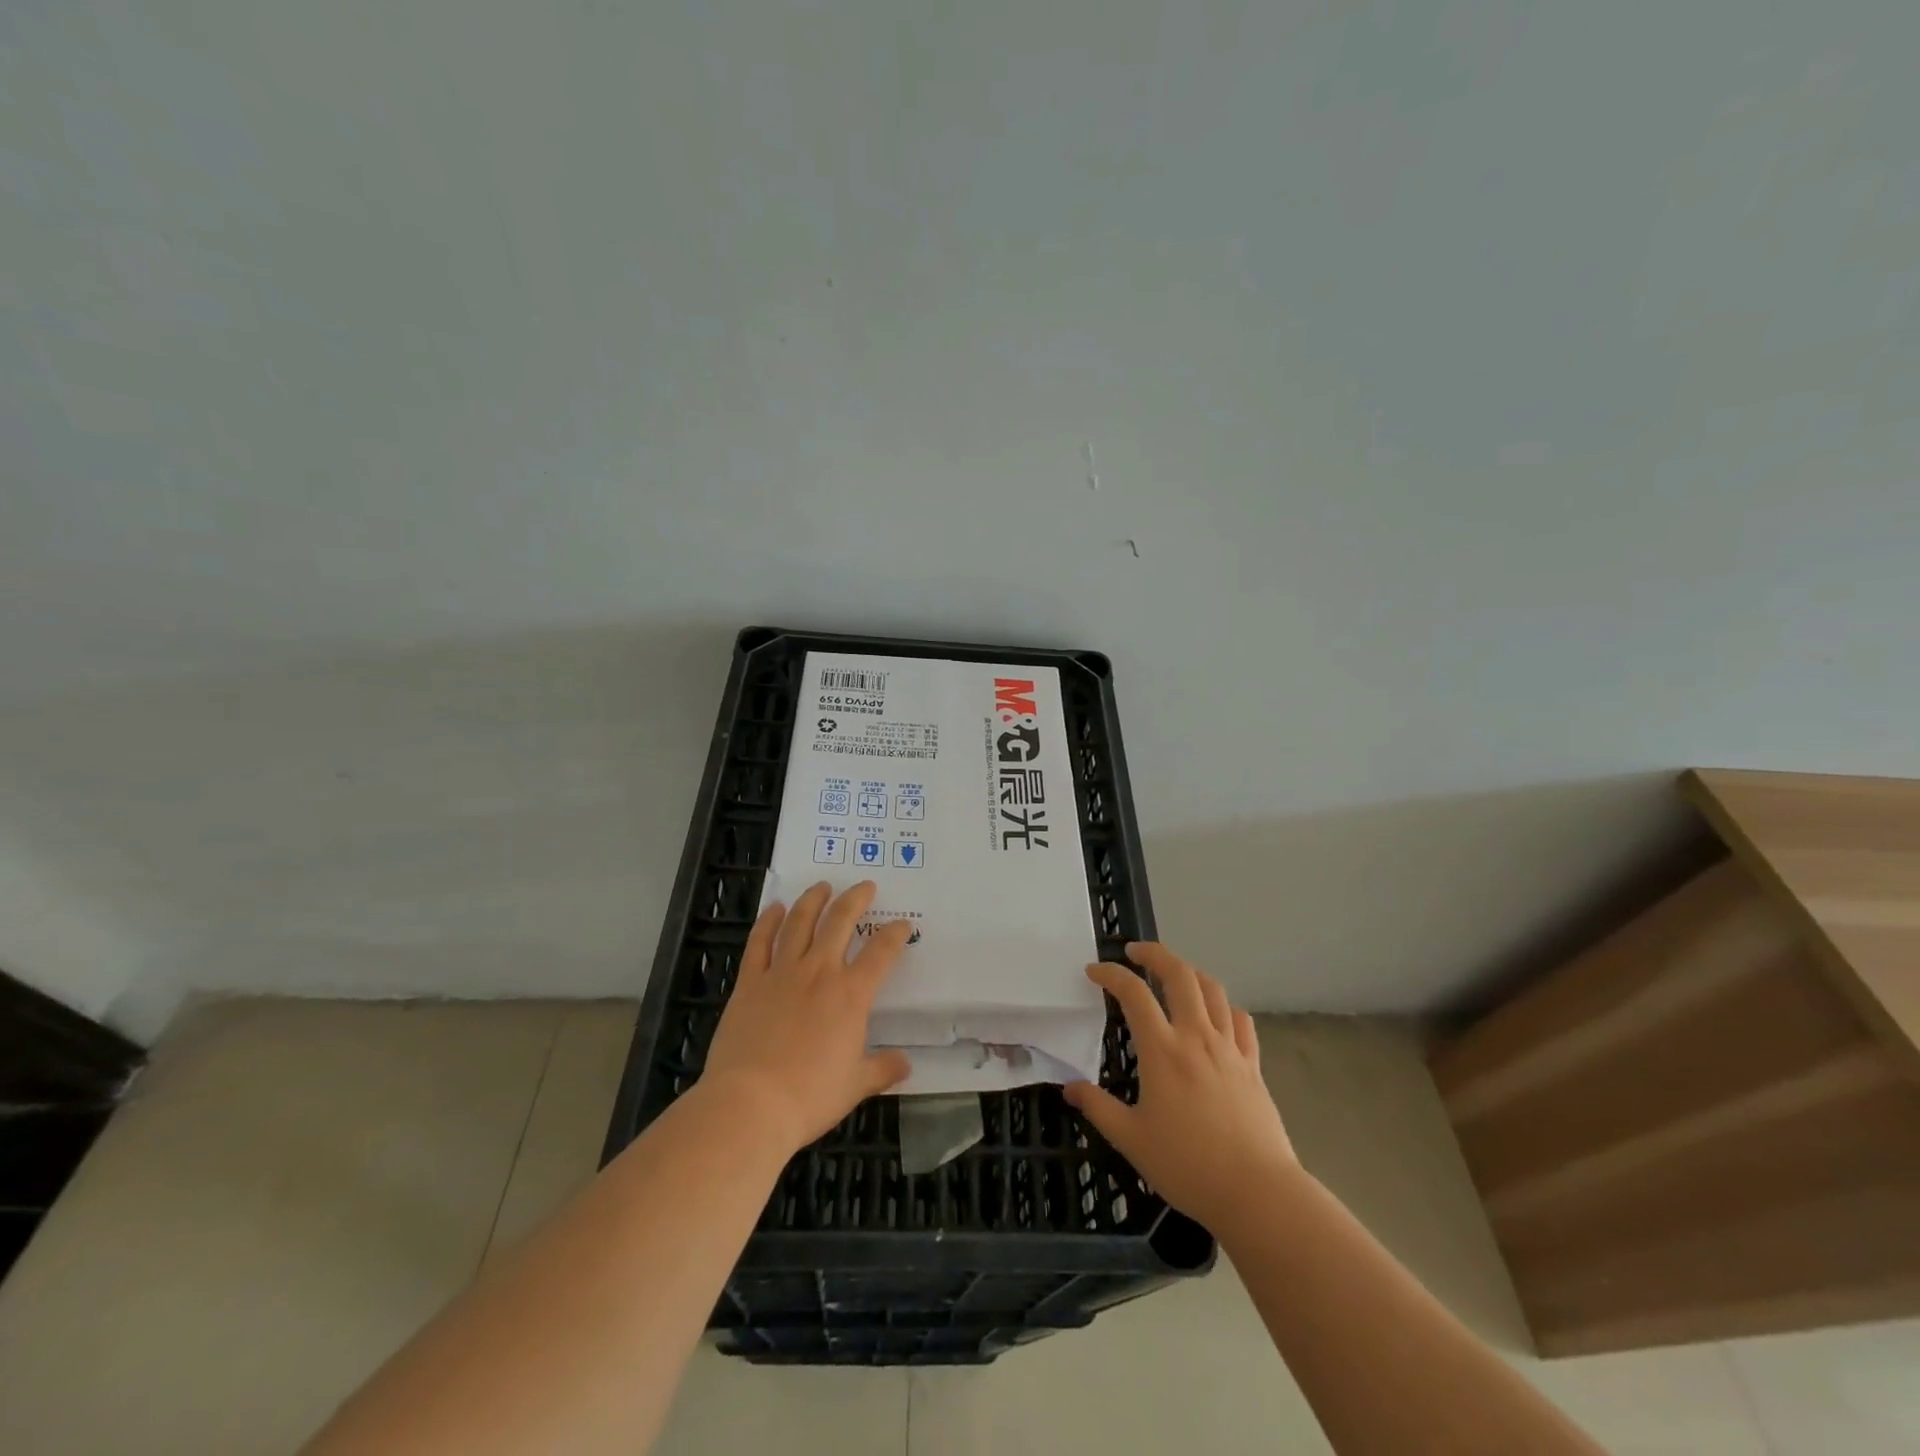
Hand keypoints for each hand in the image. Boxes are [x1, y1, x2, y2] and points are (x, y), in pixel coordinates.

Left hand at [700, 880, 912, 1153]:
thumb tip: (905, 1064)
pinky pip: (760, 942)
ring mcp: (781, 973)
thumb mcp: (856, 1086)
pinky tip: (774, 908)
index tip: (902, 925)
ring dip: (813, 900)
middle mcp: (819, 973)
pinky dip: (768, 921)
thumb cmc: (810, 1097)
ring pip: (800, 922)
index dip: (895, 934)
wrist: (751, 1104)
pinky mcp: (750, 982)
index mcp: (851, 995)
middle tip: (865, 886)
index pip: (881, 953)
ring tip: (822, 886)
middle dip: (856, 899)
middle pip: (840, 922)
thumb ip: (883, 1069)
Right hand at [1065, 942, 1298, 1235]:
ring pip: (1212, 989)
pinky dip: (1223, 1005)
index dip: (1111, 975)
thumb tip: (1069, 1087)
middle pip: (1179, 974)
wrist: (1257, 1193)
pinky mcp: (1252, 1064)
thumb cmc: (1188, 1166)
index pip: (1133, 993)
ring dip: (1188, 970)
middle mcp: (1196, 1036)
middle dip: (1154, 954)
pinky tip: (1215, 1011)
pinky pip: (1240, 1019)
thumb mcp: (1131, 1140)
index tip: (1094, 971)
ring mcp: (1229, 1047)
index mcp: (1162, 1050)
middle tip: (1134, 952)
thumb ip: (1098, 1108)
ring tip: (1172, 972)